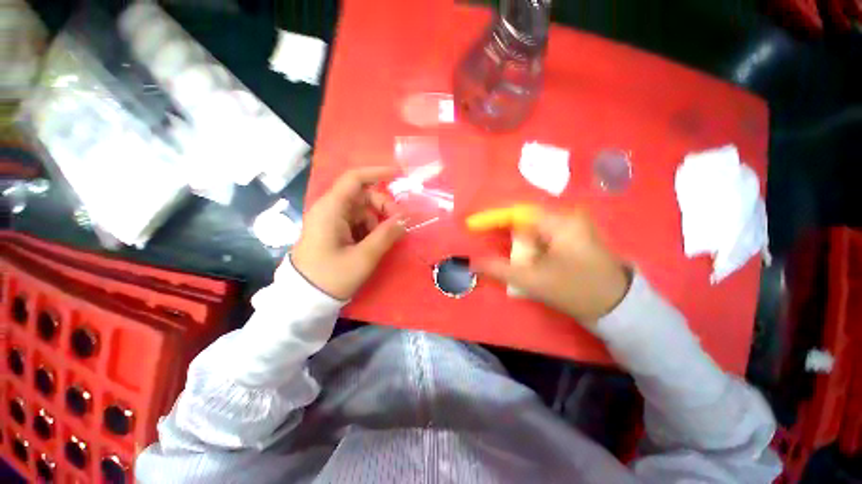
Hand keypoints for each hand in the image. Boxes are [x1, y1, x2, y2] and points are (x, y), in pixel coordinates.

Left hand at [291, 167, 404, 299]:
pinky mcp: (335, 231)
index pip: (355, 179)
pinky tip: (374, 243)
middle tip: (398, 222)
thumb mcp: (363, 257)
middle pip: (363, 195)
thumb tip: (404, 219)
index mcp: (331, 209)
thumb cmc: (331, 276)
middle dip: (383, 205)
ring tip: (386, 238)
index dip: (377, 173)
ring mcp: (332, 220)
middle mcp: (330, 209)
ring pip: (363, 210)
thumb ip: (386, 235)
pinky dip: (371, 228)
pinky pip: (358, 222)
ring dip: (379, 220)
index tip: (399, 175)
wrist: (306, 298)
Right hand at [476, 209, 631, 328]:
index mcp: (559, 222)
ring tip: (509, 255)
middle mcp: (567, 217)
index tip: (473, 226)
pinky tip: (526, 256)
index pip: (517, 212)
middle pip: (525, 219)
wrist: (617, 306)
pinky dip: (530, 244)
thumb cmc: (574, 290)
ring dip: (518, 240)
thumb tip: (474, 262)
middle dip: (506, 233)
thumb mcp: (532, 281)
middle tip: (491, 244)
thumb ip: (499, 269)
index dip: (492, 218)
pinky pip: (544, 234)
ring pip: (534, 228)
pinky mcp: (575, 235)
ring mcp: (573, 225)